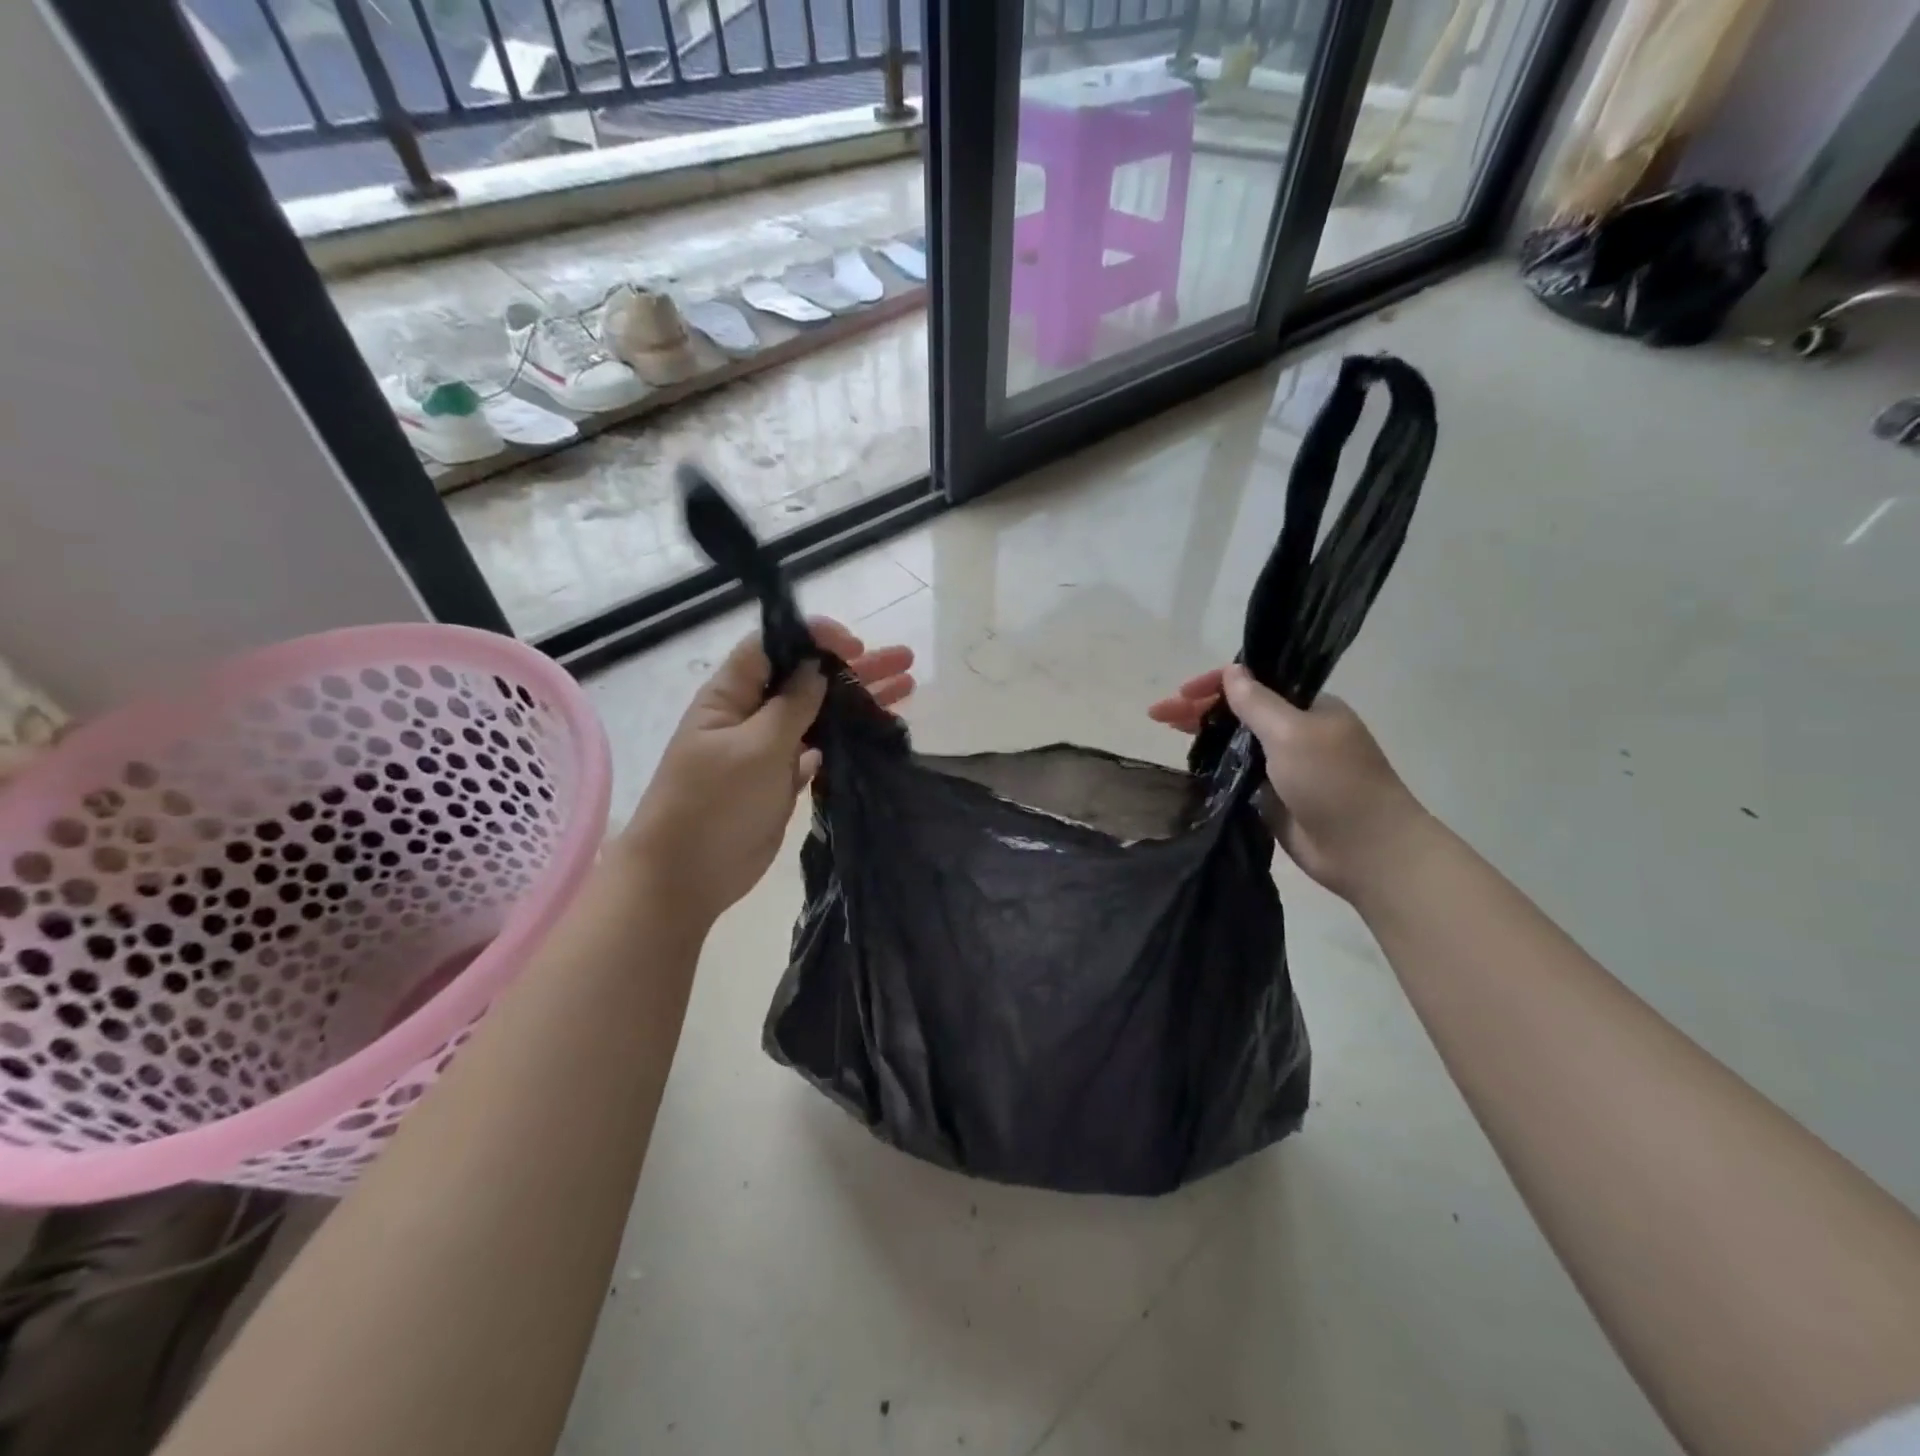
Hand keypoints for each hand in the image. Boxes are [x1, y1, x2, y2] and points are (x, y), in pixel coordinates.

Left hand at [620, 618, 913, 926]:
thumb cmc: (714, 803)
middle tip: (904, 660)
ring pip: (819, 713)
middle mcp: (751, 714)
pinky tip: (880, 730)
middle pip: (806, 678)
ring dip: (859, 699)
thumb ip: (791, 705)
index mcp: (731, 695)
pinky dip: (847, 737)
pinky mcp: (782, 780)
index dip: (814, 638)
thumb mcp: (756, 747)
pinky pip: (820, 748)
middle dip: (854, 666)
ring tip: (907, 687)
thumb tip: (817, 668)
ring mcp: (768, 749)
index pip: (773, 646)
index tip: (856, 645)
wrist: (686, 875)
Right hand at [1149, 666, 1426, 898]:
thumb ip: (1256, 702)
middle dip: (1199, 708)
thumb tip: (1231, 670)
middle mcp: (1295, 731)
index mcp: (1308, 707)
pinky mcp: (1273, 796)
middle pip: (1239, 710)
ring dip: (1203, 732)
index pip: (1254, 683)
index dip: (1214, 684)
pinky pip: (1237, 773)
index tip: (1181, 693)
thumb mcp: (1292, 733)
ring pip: (1235, 741)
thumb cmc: (1334, 782)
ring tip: (1166, 731)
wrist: (1366, 850)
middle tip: (1158, 714)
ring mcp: (1284, 765)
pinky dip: (1214, 764)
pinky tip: (1189, 761)